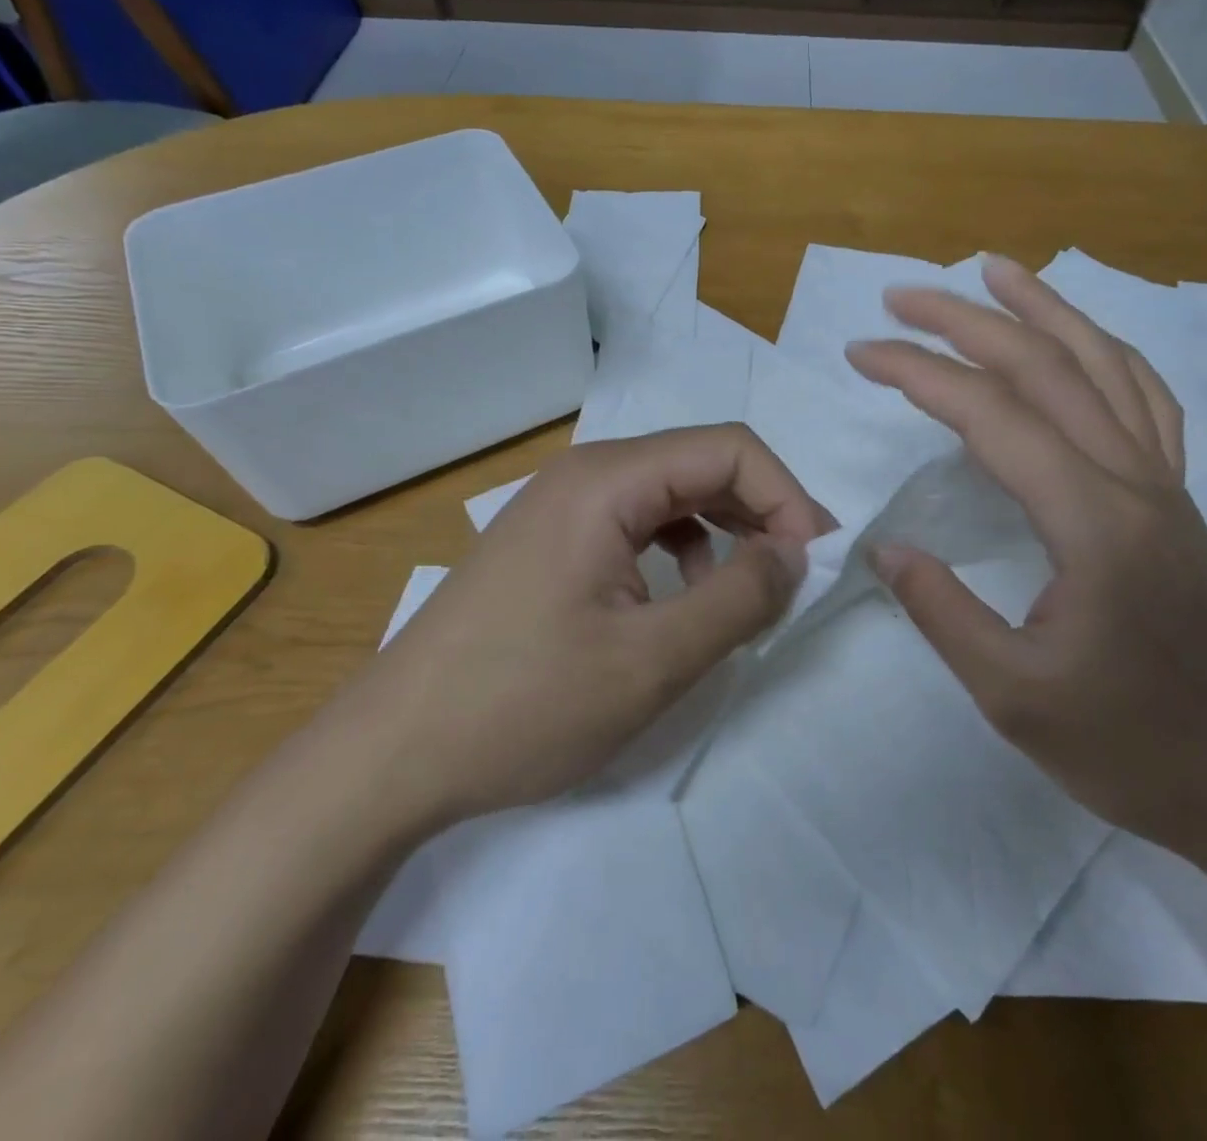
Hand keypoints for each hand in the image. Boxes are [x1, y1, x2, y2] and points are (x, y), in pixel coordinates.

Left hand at [358, 426, 830, 831]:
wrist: (389, 756)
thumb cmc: (522, 705)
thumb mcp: (651, 661)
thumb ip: (739, 598)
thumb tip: (797, 553)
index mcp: (608, 480)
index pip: (730, 449)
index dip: (787, 497)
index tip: (816, 563)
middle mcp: (586, 474)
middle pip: (702, 464)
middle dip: (763, 511)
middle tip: (799, 576)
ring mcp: (563, 506)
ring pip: (673, 493)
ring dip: (726, 529)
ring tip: (751, 588)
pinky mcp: (553, 541)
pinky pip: (640, 522)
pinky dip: (683, 548)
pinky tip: (684, 595)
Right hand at [845, 256, 1206, 879]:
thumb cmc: (1134, 749)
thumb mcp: (1014, 695)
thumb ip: (942, 611)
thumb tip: (884, 549)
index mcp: (1091, 520)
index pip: (991, 415)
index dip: (918, 374)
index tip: (861, 354)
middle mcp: (1134, 480)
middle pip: (1046, 367)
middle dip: (967, 320)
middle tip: (902, 297)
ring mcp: (1165, 485)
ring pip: (1104, 365)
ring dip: (1046, 310)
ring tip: (996, 271)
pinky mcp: (1177, 502)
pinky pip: (1144, 401)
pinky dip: (1105, 354)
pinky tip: (1080, 343)